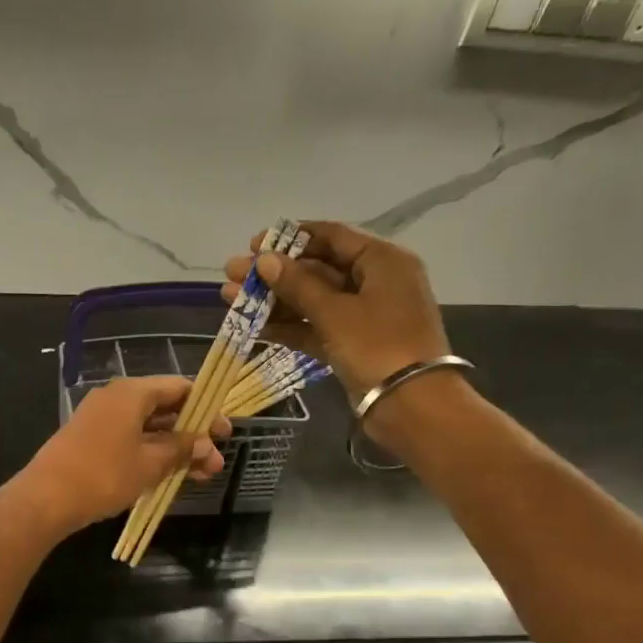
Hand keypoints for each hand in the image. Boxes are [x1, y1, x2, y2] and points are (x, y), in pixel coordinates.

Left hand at [10, 376, 228, 535]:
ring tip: (199, 475)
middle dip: (192, 434)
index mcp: (131, 393)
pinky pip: (129, 439)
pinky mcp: (89, 440)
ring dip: (174, 448)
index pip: (178, 387)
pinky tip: (167, 475)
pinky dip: (151, 453)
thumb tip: (206, 444)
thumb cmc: (104, 475)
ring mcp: (100, 418)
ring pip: (147, 427)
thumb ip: (181, 449)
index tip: (225, 433)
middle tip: (214, 461)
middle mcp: (115, 398)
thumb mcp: (150, 463)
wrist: (46, 498)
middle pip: (164, 407)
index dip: (206, 408)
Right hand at [222, 222, 451, 400]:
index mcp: (382, 261)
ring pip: (312, 301)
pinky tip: (254, 326)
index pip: (332, 236)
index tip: (253, 244)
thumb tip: (264, 259)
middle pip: (317, 269)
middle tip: (233, 274)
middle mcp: (375, 282)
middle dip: (274, 273)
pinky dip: (288, 326)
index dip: (291, 239)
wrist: (411, 405)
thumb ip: (298, 284)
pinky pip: (316, 327)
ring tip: (230, 298)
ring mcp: (363, 316)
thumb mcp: (335, 312)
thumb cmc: (378, 346)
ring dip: (274, 300)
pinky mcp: (352, 345)